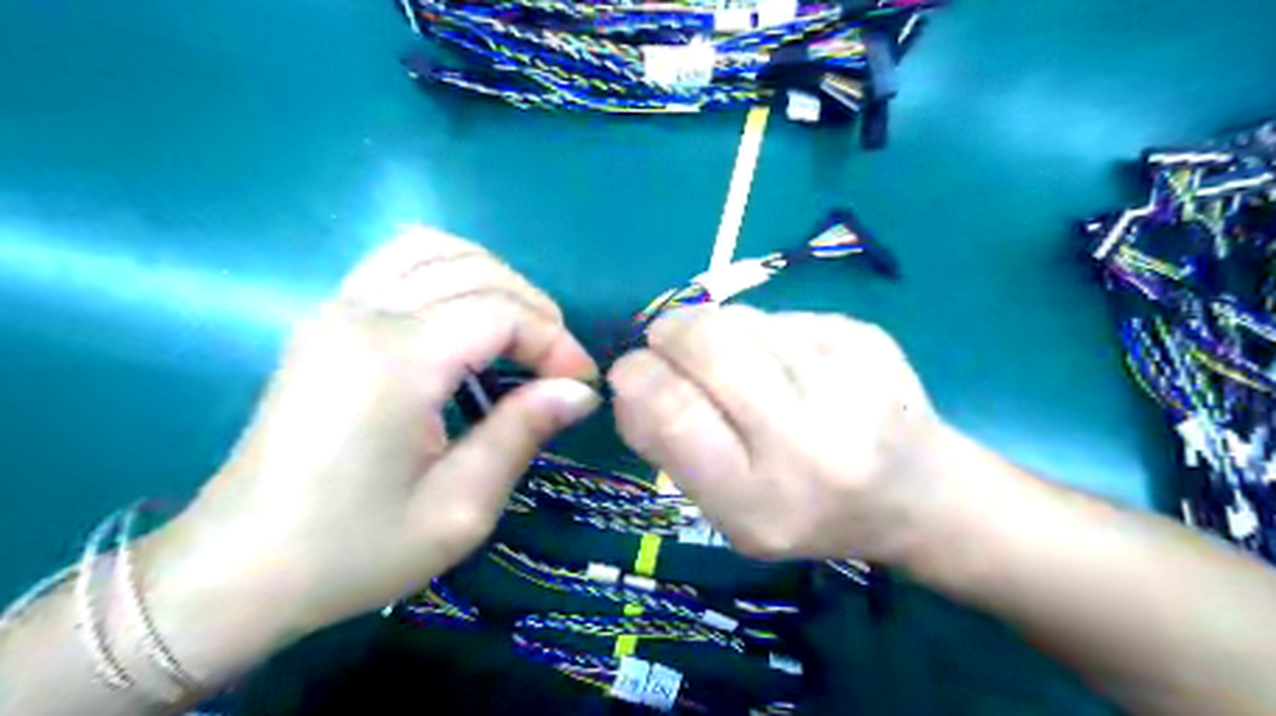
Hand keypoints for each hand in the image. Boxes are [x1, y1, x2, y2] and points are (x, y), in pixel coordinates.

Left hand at [147, 229, 603, 647]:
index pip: (500, 313)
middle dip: (535, 310)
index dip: (554, 342)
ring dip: (494, 280)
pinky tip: (469, 318)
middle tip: (558, 365)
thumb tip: (579, 389)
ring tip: (521, 334)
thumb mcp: (459, 509)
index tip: (581, 385)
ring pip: (436, 248)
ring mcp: (336, 307)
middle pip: (476, 271)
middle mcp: (362, 314)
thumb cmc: (354, 550)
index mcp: (394, 362)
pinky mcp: (327, 317)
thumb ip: (522, 432)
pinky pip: (401, 261)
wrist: (239, 568)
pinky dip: (451, 272)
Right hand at [605, 304, 946, 563]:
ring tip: (737, 364)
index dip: (638, 376)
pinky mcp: (866, 337)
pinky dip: (763, 331)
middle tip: (667, 343)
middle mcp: (810, 441)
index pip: (674, 411)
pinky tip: (788, 364)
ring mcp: (847, 379)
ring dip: (716, 331)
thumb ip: (669, 449)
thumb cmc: (806, 513)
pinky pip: (780, 314)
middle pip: (708, 343)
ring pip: (742, 318)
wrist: (916, 494)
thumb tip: (628, 377)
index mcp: (761, 502)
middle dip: (669, 333)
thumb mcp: (727, 512)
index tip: (631, 371)